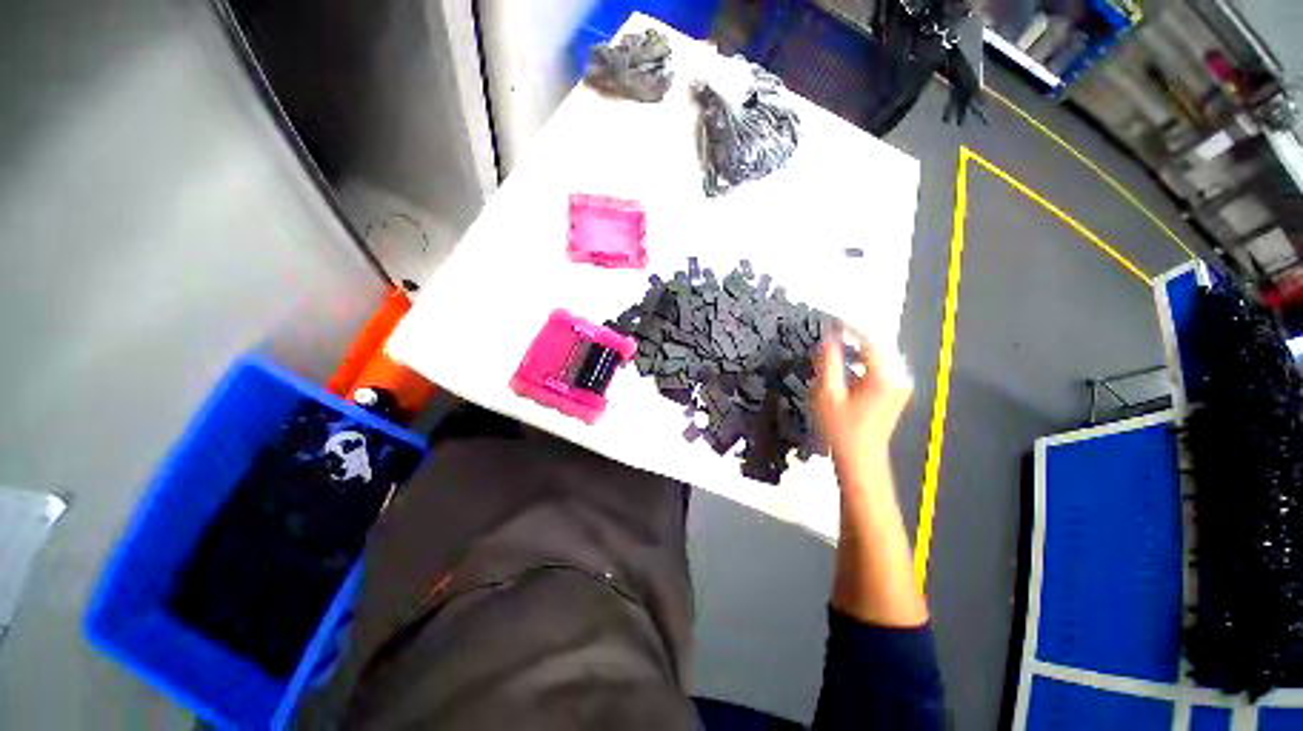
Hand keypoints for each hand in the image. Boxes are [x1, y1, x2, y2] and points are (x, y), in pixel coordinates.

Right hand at [814, 331, 913, 484]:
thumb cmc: (840, 428)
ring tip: (838, 348)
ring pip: (881, 356)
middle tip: (834, 332)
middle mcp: (899, 377)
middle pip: (879, 346)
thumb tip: (830, 338)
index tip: (834, 319)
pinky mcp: (897, 392)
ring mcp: (901, 385)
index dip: (851, 327)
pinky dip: (865, 361)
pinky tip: (849, 366)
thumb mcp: (828, 392)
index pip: (870, 340)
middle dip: (856, 337)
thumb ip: (829, 361)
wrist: (860, 457)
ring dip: (860, 349)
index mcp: (884, 376)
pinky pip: (882, 367)